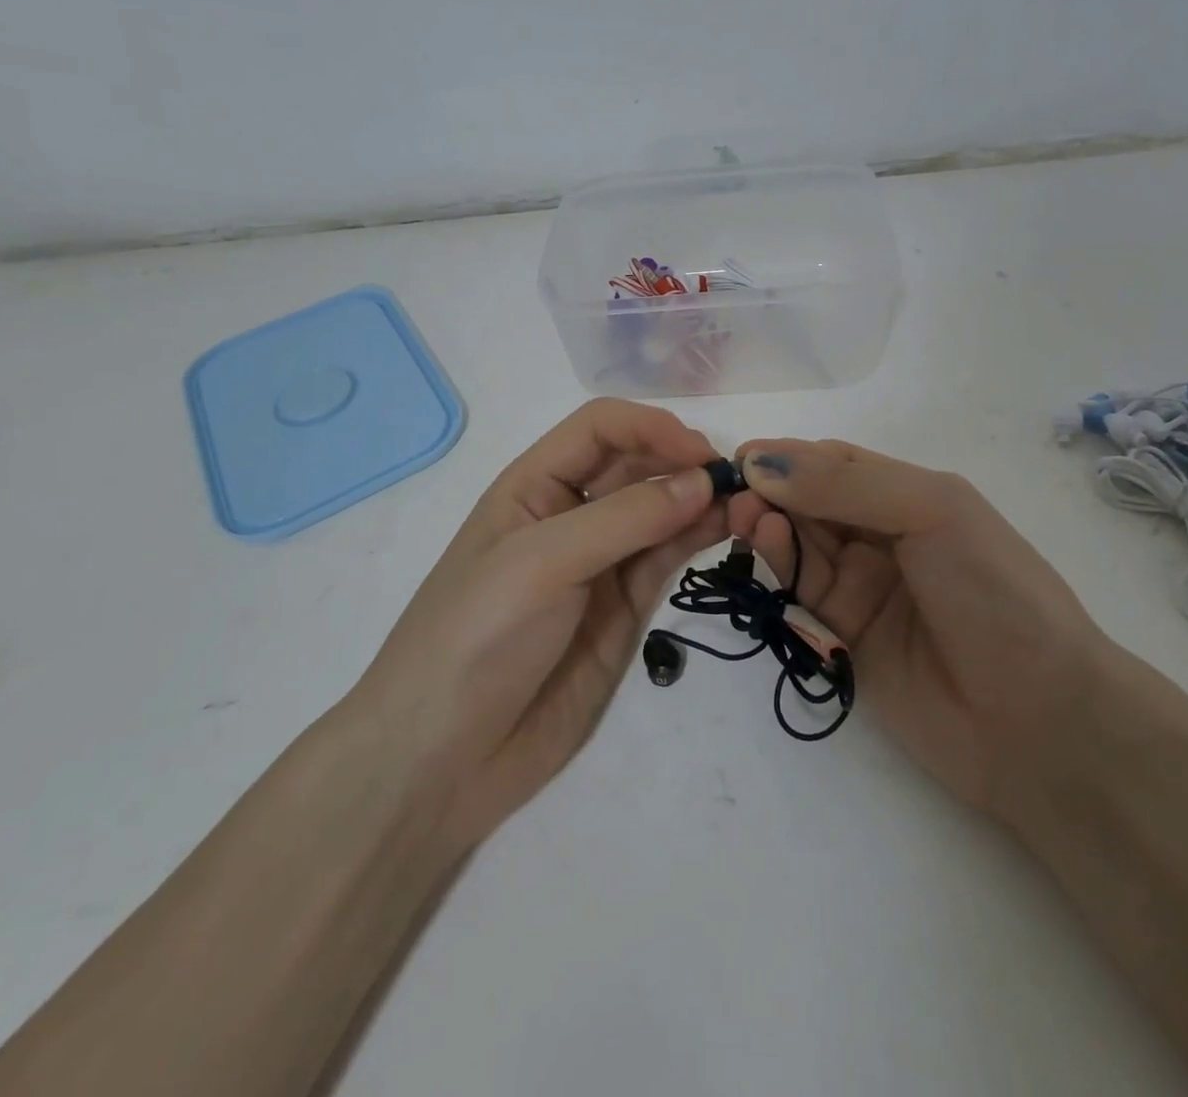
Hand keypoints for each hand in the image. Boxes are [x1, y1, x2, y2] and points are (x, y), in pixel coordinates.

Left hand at [351, 400, 727, 852]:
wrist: (442, 759)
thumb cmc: (477, 636)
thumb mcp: (542, 563)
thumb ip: (625, 519)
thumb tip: (703, 480)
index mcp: (533, 485)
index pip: (600, 429)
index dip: (650, 428)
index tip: (699, 454)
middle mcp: (569, 514)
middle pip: (635, 465)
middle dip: (682, 462)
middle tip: (736, 480)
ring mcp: (599, 563)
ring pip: (659, 511)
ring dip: (699, 500)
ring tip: (746, 504)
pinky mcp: (623, 608)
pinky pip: (665, 558)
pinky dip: (696, 539)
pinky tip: (726, 529)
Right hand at [729, 440, 1108, 831]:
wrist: (1040, 719)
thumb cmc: (994, 590)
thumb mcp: (932, 511)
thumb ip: (845, 485)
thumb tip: (760, 463)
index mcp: (911, 496)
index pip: (835, 463)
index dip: (790, 457)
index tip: (743, 456)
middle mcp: (882, 536)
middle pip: (810, 501)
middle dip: (772, 490)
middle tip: (735, 490)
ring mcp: (862, 587)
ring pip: (799, 543)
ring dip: (769, 523)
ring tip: (746, 516)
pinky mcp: (843, 636)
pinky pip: (801, 590)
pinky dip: (779, 563)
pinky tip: (765, 542)